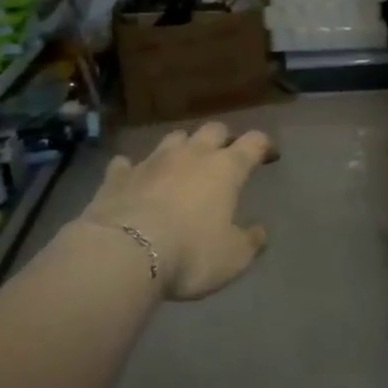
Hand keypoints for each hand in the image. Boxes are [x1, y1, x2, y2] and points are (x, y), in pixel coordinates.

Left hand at [79, 122, 273, 300]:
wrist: (124, 253)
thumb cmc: (191, 253)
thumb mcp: (233, 258)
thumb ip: (250, 241)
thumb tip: (260, 231)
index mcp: (226, 168)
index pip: (253, 142)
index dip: (264, 145)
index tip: (269, 154)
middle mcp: (191, 155)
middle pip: (213, 130)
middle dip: (223, 138)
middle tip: (225, 154)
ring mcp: (152, 161)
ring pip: (173, 138)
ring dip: (182, 146)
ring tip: (183, 162)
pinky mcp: (118, 176)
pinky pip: (126, 163)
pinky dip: (133, 168)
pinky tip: (131, 175)